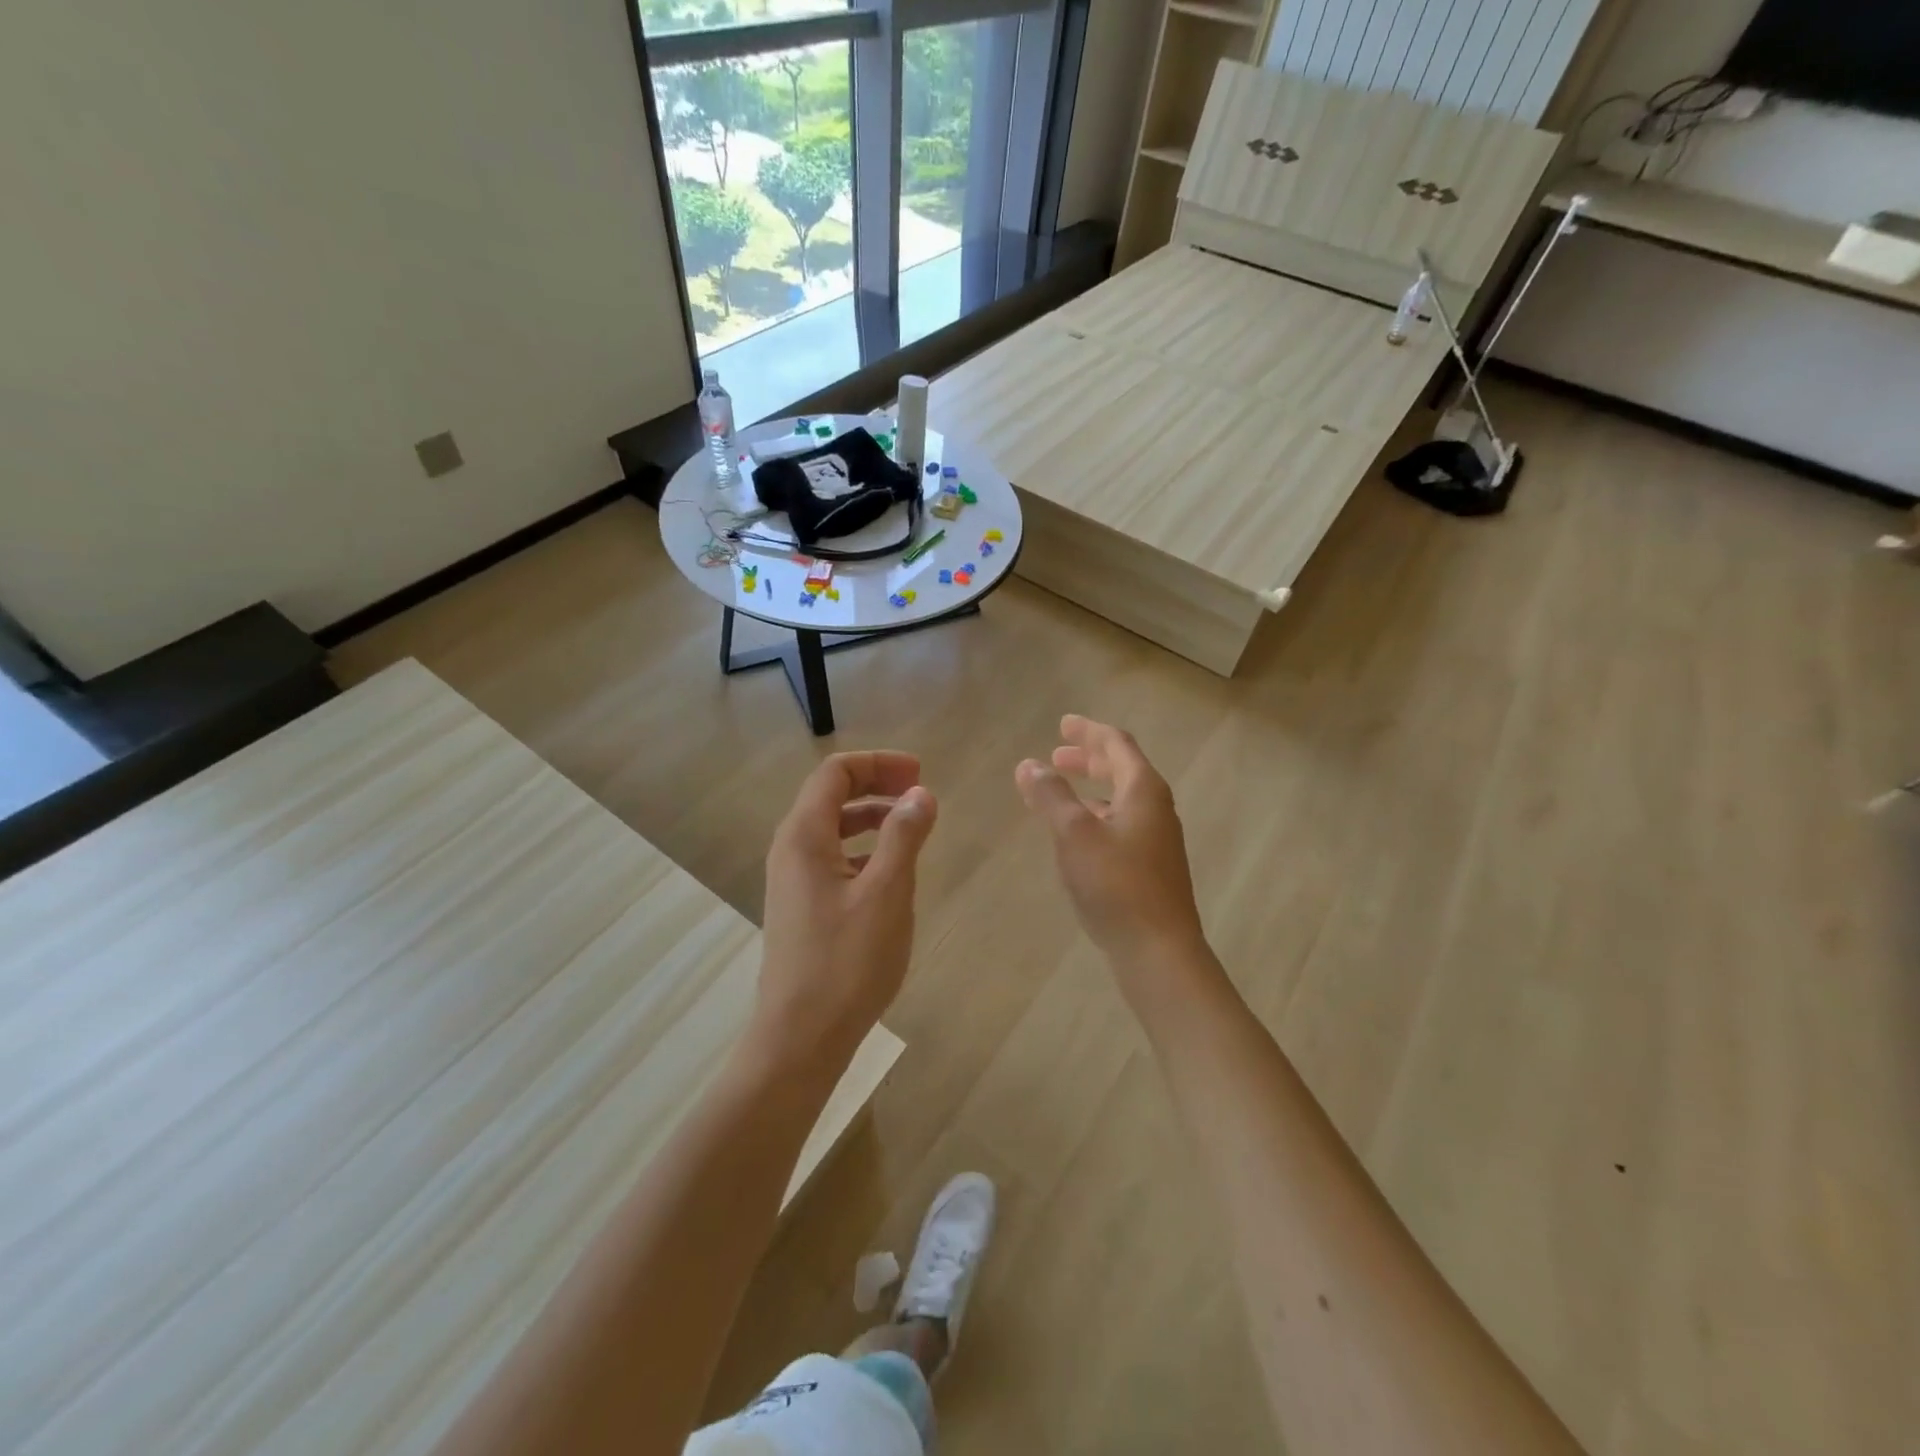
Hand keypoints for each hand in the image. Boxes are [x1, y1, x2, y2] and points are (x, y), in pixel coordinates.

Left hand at [754, 751, 937, 1070]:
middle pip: (830, 795)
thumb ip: (904, 836)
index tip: (919, 774)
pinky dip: (862, 848)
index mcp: (804, 836)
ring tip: (910, 827)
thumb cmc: (847, 962)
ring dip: (870, 817)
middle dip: (875, 784)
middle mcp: (790, 850)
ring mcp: (792, 880)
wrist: (800, 1037)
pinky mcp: (801, 906)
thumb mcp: (887, 892)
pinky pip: (831, 858)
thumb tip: (920, 794)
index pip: (835, 773)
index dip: (878, 764)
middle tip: (919, 792)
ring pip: (831, 828)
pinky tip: (888, 871)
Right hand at [1015, 715, 1207, 967]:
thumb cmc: (1116, 884)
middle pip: (1122, 769)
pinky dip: (1096, 816)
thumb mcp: (1074, 834)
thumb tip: (1029, 764)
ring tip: (1059, 791)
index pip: (1116, 744)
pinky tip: (1077, 835)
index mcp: (1143, 789)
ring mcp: (1156, 839)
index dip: (1088, 731)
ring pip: (1121, 798)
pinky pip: (1120, 824)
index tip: (1063, 723)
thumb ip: (1051, 795)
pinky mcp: (1150, 867)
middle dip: (1088, 758)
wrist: (1158, 950)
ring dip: (1091, 788)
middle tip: (1056, 755)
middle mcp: (1155, 808)